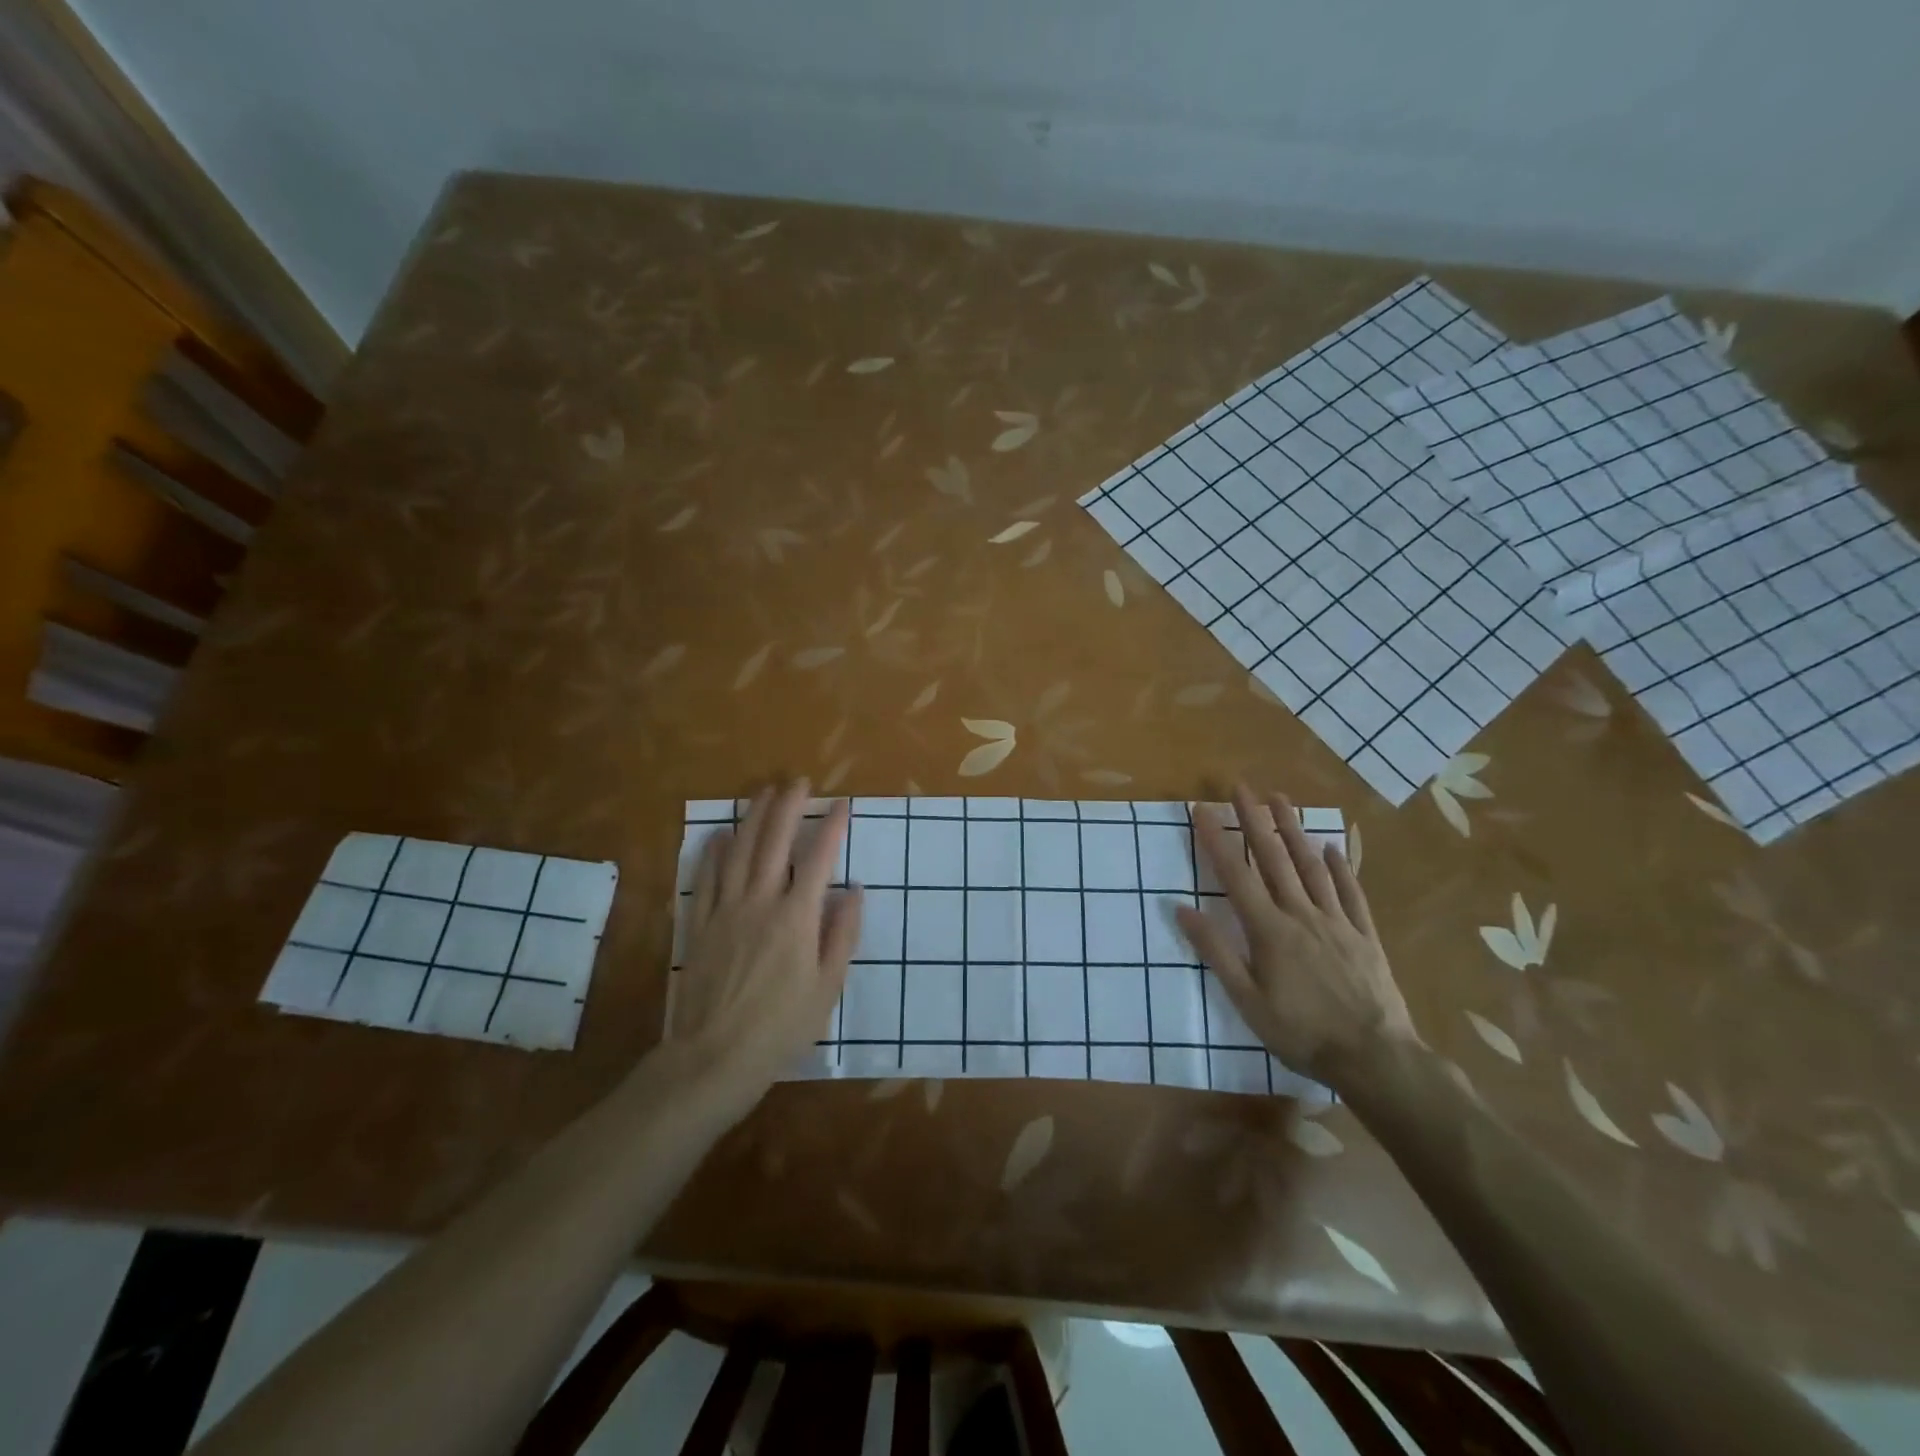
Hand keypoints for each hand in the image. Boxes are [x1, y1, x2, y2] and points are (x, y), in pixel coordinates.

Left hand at [672, 781, 862, 1099]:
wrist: (715, 1056)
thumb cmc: (781, 1026)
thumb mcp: (827, 987)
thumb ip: (842, 935)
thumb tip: (855, 891)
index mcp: (796, 917)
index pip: (819, 859)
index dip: (832, 827)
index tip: (842, 804)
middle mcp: (760, 902)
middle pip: (774, 842)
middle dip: (788, 807)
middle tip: (797, 782)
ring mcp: (726, 910)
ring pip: (739, 851)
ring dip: (752, 818)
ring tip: (763, 792)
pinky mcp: (701, 924)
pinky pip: (706, 878)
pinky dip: (714, 852)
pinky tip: (719, 834)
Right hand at [1176, 784, 1415, 1087]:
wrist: (1376, 1058)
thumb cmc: (1302, 1033)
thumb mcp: (1247, 1000)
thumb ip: (1216, 952)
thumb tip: (1182, 909)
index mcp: (1268, 930)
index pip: (1234, 875)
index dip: (1215, 840)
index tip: (1201, 809)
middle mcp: (1301, 915)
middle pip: (1274, 859)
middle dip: (1254, 820)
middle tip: (1241, 788)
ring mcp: (1337, 922)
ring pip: (1311, 866)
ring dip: (1293, 830)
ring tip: (1280, 800)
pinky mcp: (1364, 935)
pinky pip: (1350, 893)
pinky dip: (1340, 867)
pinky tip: (1332, 847)